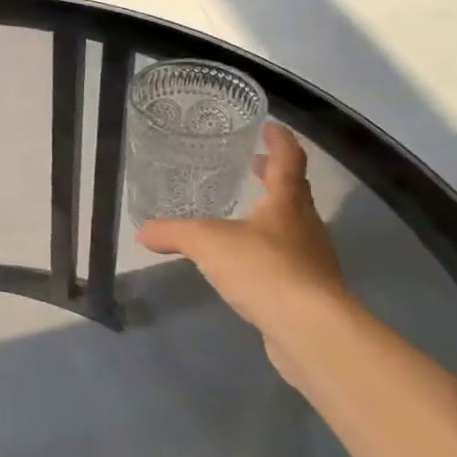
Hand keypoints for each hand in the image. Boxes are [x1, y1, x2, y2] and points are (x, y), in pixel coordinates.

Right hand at [137, 123, 346, 369]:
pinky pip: (290, 260)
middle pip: (295, 192)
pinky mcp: (311, 292)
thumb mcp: (207, 243)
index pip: (288, 160)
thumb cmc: (263, 269)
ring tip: (245, 215)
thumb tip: (142, 230)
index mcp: (287, 202)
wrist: (310, 330)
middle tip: (252, 165)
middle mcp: (306, 225)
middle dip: (273, 176)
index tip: (269, 125)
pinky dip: (271, 251)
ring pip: (294, 226)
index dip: (279, 140)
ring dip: (273, 214)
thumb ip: (174, 233)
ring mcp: (313, 260)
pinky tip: (249, 264)